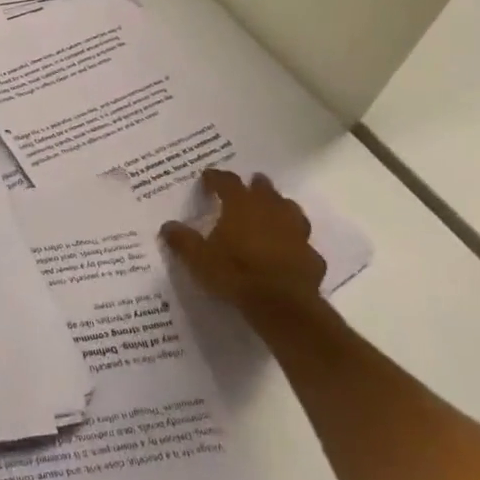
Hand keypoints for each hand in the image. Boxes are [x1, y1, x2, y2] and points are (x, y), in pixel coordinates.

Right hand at [161, 168, 324, 308]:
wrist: (282, 304)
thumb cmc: (235, 273)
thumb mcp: (197, 258)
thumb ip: (182, 240)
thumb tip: (168, 226)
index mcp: (241, 206)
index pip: (227, 182)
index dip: (216, 177)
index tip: (207, 176)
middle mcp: (271, 211)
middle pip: (265, 189)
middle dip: (256, 185)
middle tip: (250, 183)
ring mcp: (296, 233)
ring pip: (291, 210)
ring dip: (281, 207)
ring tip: (274, 210)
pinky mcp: (311, 256)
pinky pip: (303, 244)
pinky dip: (295, 243)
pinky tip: (289, 251)